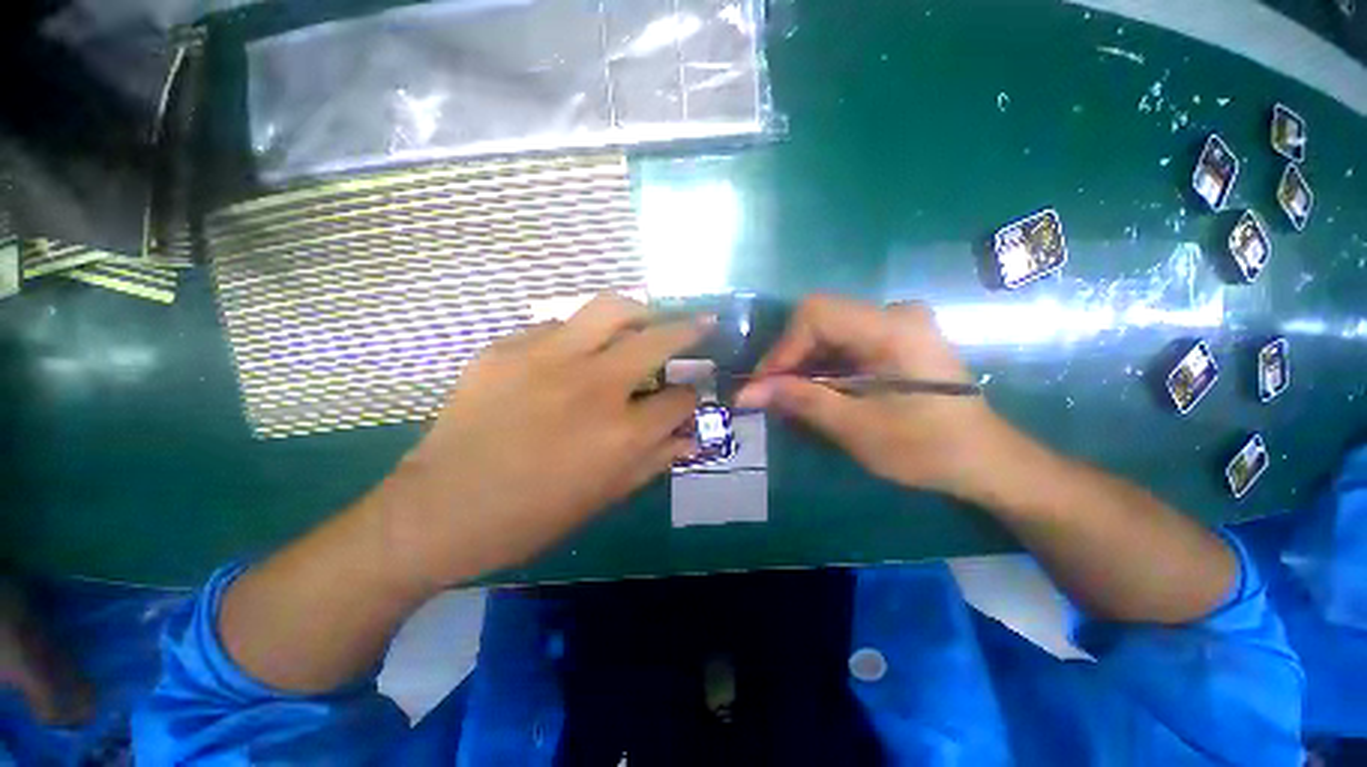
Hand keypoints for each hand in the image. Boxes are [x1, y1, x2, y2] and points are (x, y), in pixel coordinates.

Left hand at [379, 294, 712, 587]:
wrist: (440, 511)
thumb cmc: (532, 516)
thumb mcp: (605, 497)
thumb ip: (655, 460)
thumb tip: (690, 437)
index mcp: (621, 434)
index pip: (679, 400)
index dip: (691, 398)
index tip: (689, 396)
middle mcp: (593, 388)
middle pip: (658, 340)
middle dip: (689, 330)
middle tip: (703, 323)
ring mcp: (547, 360)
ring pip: (610, 309)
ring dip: (640, 311)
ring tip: (647, 317)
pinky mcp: (507, 348)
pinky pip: (557, 325)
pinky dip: (579, 333)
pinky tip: (576, 350)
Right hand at [736, 295, 1000, 499]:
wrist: (987, 461)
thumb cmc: (927, 448)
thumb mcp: (856, 427)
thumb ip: (800, 401)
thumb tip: (747, 393)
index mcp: (892, 328)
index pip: (816, 314)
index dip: (782, 348)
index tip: (763, 386)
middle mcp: (895, 313)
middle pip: (820, 319)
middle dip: (788, 357)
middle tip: (771, 394)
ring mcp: (898, 323)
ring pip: (829, 330)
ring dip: (803, 362)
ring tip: (789, 396)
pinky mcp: (897, 338)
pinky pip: (845, 341)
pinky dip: (822, 365)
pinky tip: (817, 390)